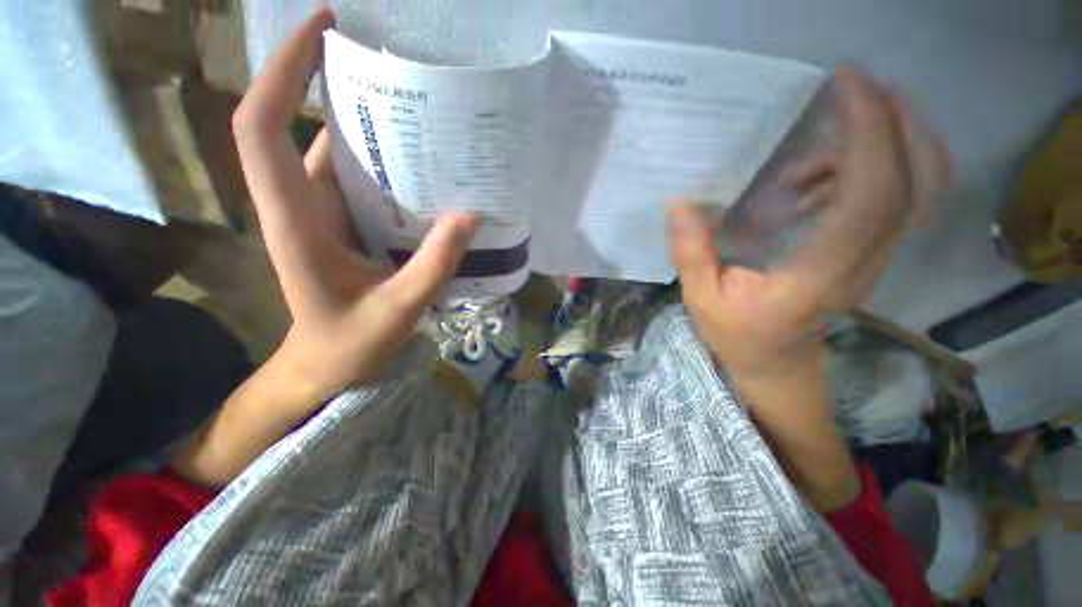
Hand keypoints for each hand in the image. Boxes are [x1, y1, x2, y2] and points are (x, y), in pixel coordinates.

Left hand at [232, 10, 478, 403]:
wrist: (328, 362)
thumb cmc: (351, 343)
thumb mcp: (398, 309)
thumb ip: (434, 266)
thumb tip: (470, 216)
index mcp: (295, 220)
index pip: (262, 125)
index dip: (284, 71)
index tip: (324, 30)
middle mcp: (300, 204)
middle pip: (296, 124)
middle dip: (329, 81)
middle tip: (390, 63)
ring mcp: (321, 213)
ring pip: (333, 150)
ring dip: (365, 123)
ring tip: (417, 108)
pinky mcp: (342, 224)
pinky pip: (358, 179)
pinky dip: (384, 162)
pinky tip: (422, 164)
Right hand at [668, 68, 950, 385]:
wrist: (778, 365)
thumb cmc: (738, 335)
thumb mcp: (702, 299)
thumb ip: (693, 253)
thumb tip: (680, 205)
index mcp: (819, 275)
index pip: (870, 196)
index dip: (869, 134)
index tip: (847, 84)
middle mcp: (864, 263)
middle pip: (917, 181)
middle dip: (898, 119)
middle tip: (855, 87)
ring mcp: (876, 258)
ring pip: (917, 187)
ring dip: (879, 144)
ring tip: (808, 156)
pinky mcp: (871, 254)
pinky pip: (895, 199)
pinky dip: (868, 169)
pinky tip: (813, 182)